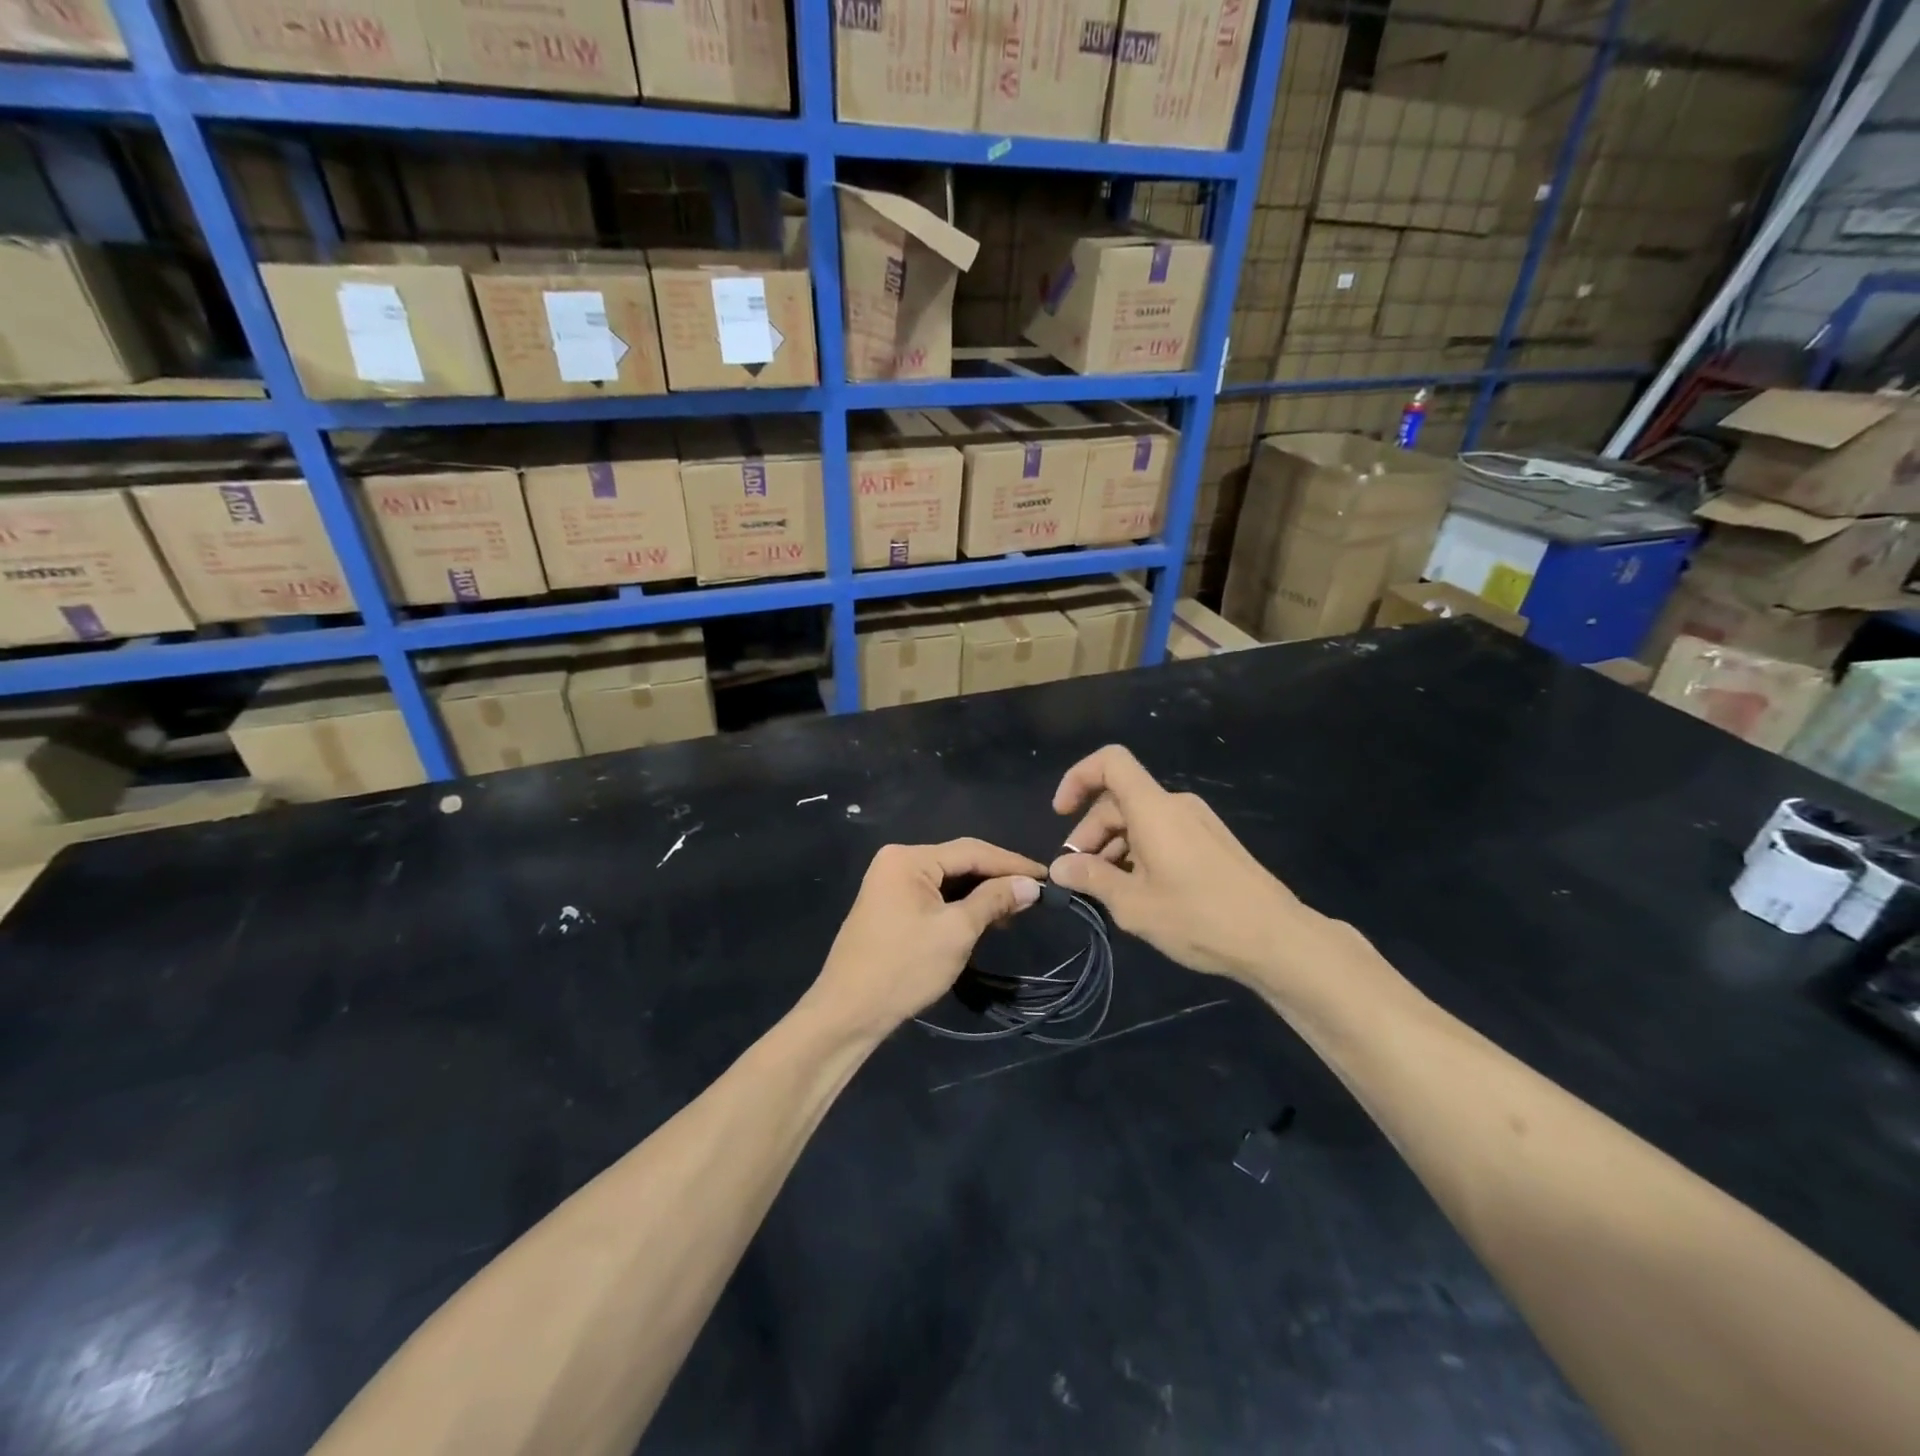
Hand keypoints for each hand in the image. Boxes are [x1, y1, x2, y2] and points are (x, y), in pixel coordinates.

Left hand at [806, 840, 1045, 1040]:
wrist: (848, 1012)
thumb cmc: (904, 968)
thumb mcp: (956, 932)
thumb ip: (994, 901)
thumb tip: (1031, 885)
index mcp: (909, 858)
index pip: (972, 851)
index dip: (1012, 864)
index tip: (1047, 877)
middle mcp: (897, 861)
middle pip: (959, 862)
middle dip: (997, 879)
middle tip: (1035, 895)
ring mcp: (891, 883)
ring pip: (948, 880)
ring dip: (981, 894)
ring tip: (1015, 911)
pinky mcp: (891, 905)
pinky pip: (934, 895)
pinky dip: (960, 905)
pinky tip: (984, 918)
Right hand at [1047, 745, 1333, 991]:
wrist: (1277, 939)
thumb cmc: (1199, 917)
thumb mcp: (1134, 904)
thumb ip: (1092, 879)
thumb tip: (1059, 867)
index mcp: (1154, 809)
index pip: (1110, 761)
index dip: (1078, 778)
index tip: (1061, 814)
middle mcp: (1176, 805)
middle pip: (1119, 800)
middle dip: (1091, 833)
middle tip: (1079, 878)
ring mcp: (1197, 823)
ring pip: (1140, 820)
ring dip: (1114, 848)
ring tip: (1107, 892)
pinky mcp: (1211, 843)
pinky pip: (1163, 834)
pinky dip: (1139, 853)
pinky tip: (1140, 893)